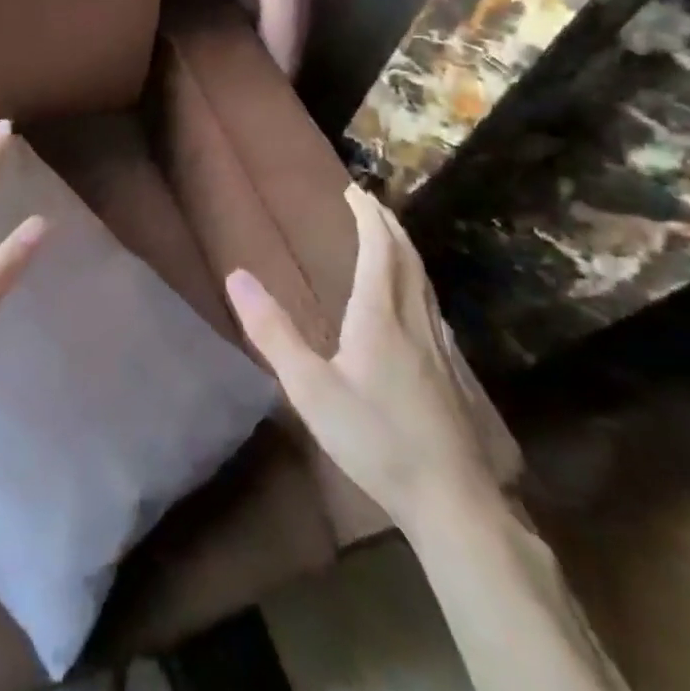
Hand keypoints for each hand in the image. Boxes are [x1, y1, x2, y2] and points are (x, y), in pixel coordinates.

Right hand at [226, 185, 493, 521]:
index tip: (354, 191)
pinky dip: (418, 279)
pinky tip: (415, 300)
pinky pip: (432, 303)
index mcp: (381, 315)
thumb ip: (273, 332)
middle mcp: (414, 319)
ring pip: (424, 280)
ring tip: (390, 237)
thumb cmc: (375, 439)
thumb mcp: (310, 388)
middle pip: (407, 256)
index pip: (379, 248)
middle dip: (388, 224)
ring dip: (405, 249)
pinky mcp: (452, 369)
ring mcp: (439, 344)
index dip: (368, 216)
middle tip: (370, 203)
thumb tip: (237, 276)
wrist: (453, 499)